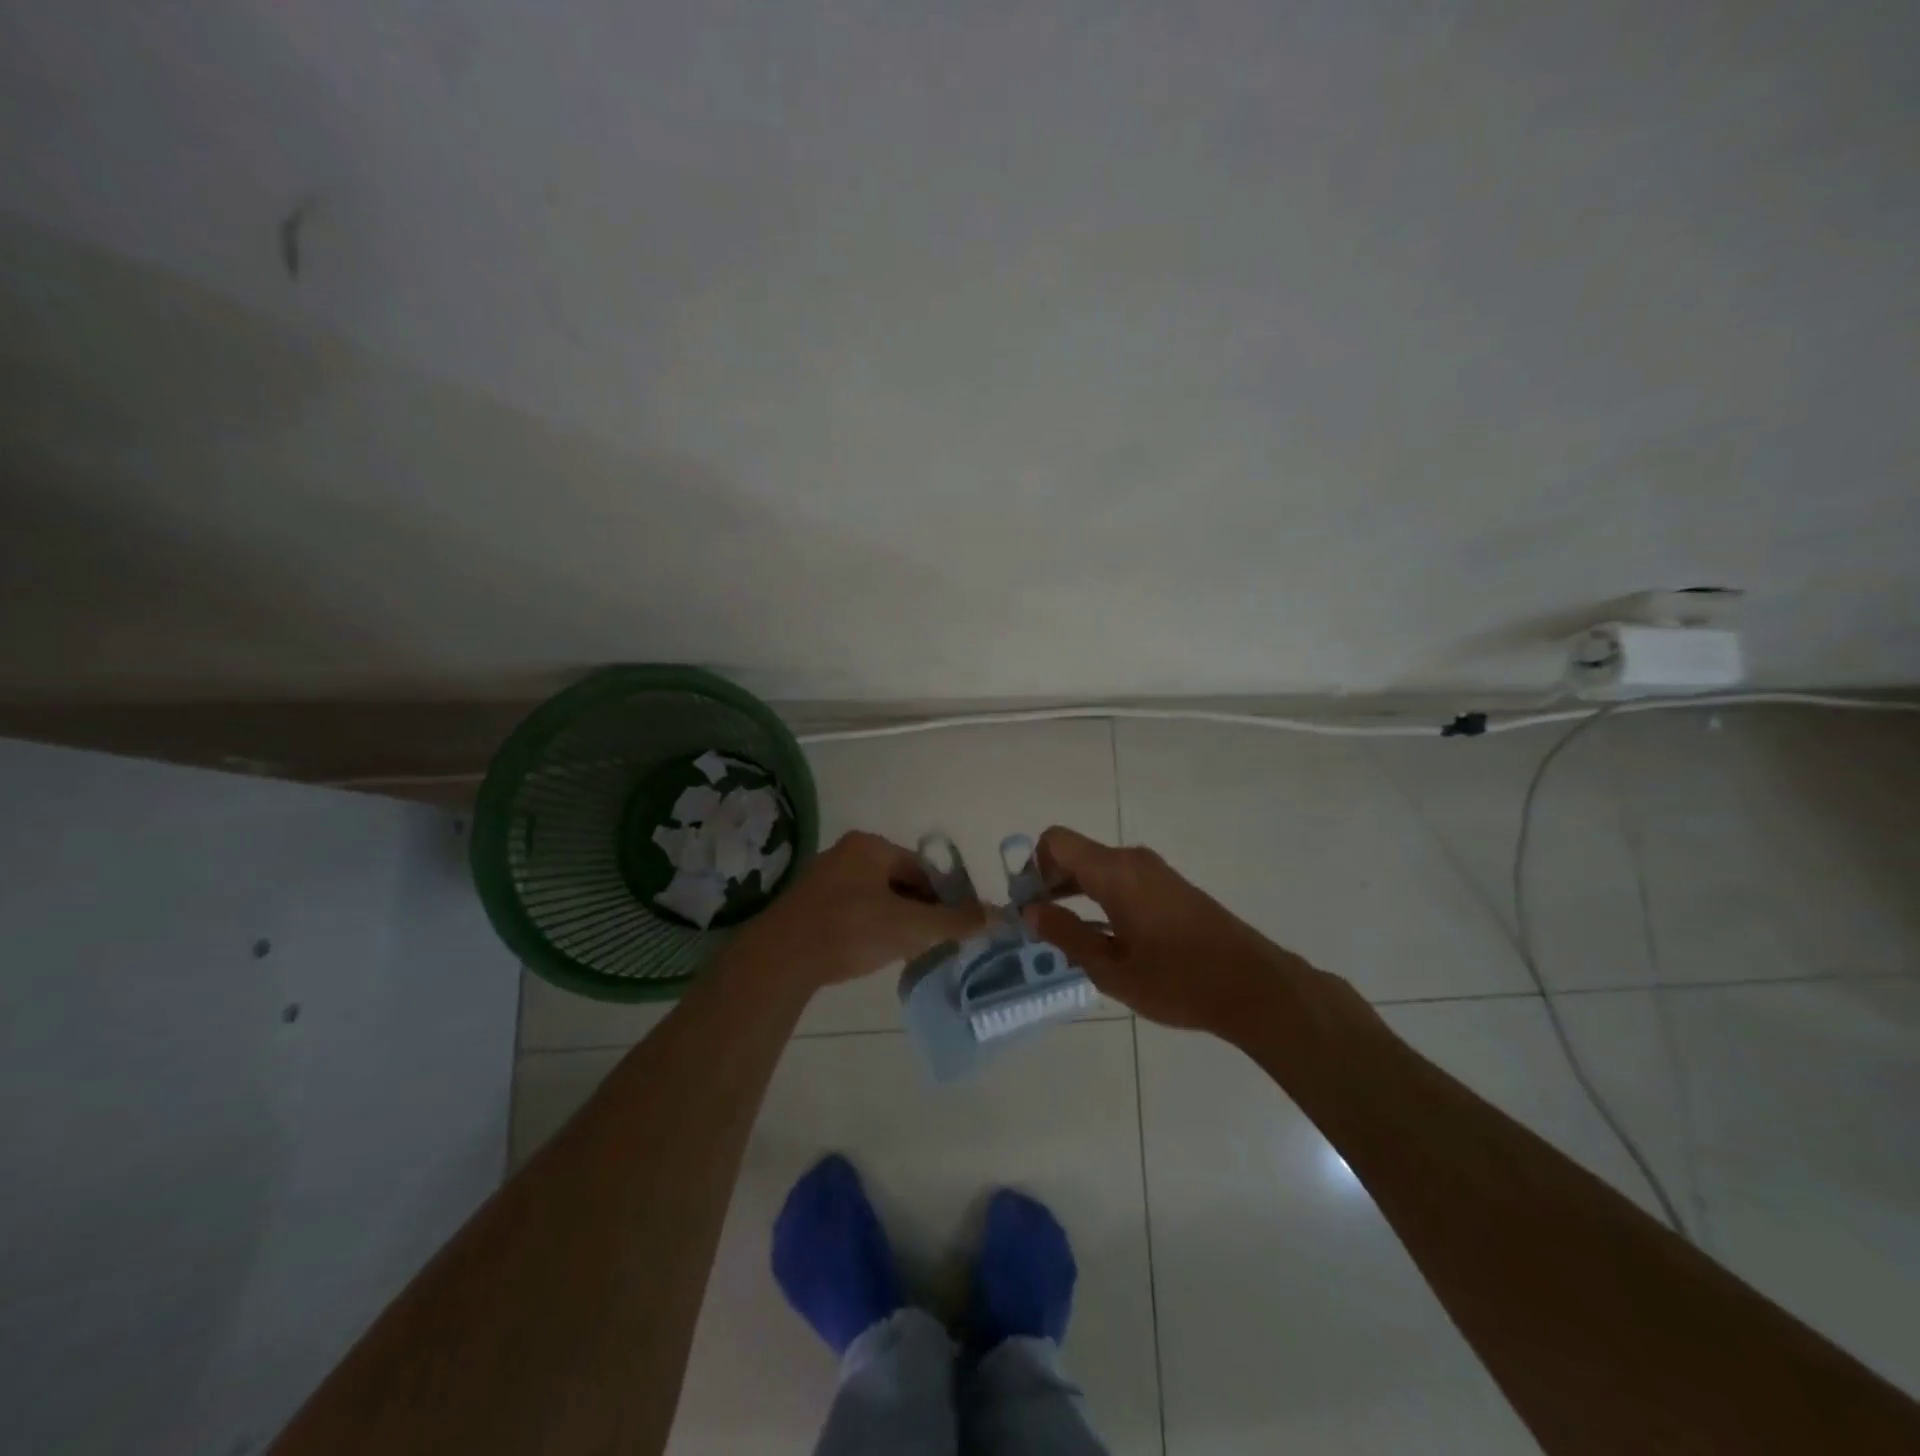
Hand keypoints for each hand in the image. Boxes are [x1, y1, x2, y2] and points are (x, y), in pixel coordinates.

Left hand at [727, 830, 985, 994]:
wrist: (781, 958)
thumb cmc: (850, 930)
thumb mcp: (909, 927)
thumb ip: (953, 921)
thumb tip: (996, 915)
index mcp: (870, 846)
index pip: (922, 867)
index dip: (944, 895)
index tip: (955, 925)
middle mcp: (846, 853)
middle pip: (899, 880)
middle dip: (919, 909)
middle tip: (932, 940)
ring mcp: (824, 877)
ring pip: (876, 896)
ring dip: (896, 919)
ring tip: (906, 949)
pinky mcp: (809, 904)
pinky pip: (853, 909)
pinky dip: (870, 926)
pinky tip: (873, 950)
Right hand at [1021, 825, 1305, 1035]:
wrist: (1253, 987)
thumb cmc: (1177, 980)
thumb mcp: (1111, 968)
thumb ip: (1066, 935)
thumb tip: (1030, 911)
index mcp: (1113, 871)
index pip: (1056, 841)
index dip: (1033, 866)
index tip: (1030, 905)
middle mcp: (1132, 860)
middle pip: (1075, 853)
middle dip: (1051, 882)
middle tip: (1041, 926)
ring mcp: (1155, 871)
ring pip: (1099, 867)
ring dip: (1076, 892)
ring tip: (1068, 936)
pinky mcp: (1171, 886)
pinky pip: (1122, 878)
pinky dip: (1101, 896)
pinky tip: (1105, 936)